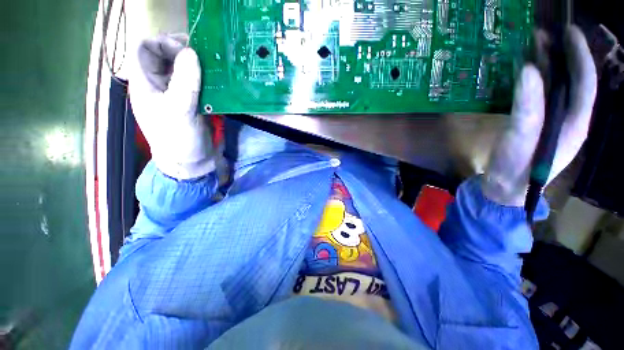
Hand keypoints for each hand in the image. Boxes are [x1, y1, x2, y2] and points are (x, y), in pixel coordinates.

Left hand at [129, 34, 213, 179]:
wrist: (192, 163)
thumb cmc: (178, 140)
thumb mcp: (179, 111)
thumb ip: (185, 82)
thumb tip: (192, 53)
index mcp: (145, 84)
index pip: (145, 49)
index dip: (163, 43)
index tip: (187, 50)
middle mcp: (159, 85)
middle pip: (164, 56)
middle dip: (182, 51)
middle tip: (204, 54)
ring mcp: (177, 94)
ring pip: (182, 69)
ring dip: (196, 65)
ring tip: (213, 66)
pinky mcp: (192, 103)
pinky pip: (197, 84)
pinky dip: (206, 79)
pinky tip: (217, 81)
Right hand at [482, 26, 596, 206]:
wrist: (504, 188)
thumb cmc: (515, 167)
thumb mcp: (521, 138)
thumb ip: (528, 107)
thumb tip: (530, 70)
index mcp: (574, 123)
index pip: (585, 83)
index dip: (580, 55)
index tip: (569, 31)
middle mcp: (568, 119)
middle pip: (571, 82)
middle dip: (562, 56)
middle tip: (543, 35)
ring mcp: (552, 122)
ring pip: (556, 88)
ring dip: (548, 66)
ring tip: (533, 48)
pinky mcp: (536, 125)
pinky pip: (541, 97)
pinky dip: (535, 81)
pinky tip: (524, 74)